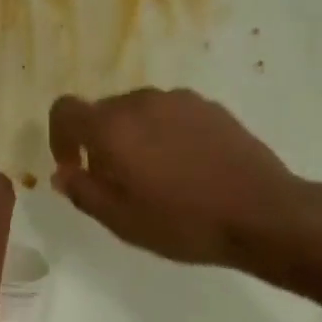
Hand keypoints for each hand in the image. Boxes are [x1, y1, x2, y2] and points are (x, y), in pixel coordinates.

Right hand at [49, 89, 298, 266]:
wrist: (261, 211)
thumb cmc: (184, 222)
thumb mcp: (123, 222)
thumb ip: (84, 192)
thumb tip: (62, 173)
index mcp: (112, 127)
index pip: (65, 109)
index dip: (60, 136)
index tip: (73, 166)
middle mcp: (139, 101)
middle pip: (103, 112)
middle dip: (101, 142)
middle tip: (119, 182)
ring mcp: (176, 99)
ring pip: (139, 112)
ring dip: (135, 137)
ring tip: (159, 176)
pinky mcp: (206, 104)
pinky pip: (170, 113)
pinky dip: (166, 133)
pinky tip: (189, 166)